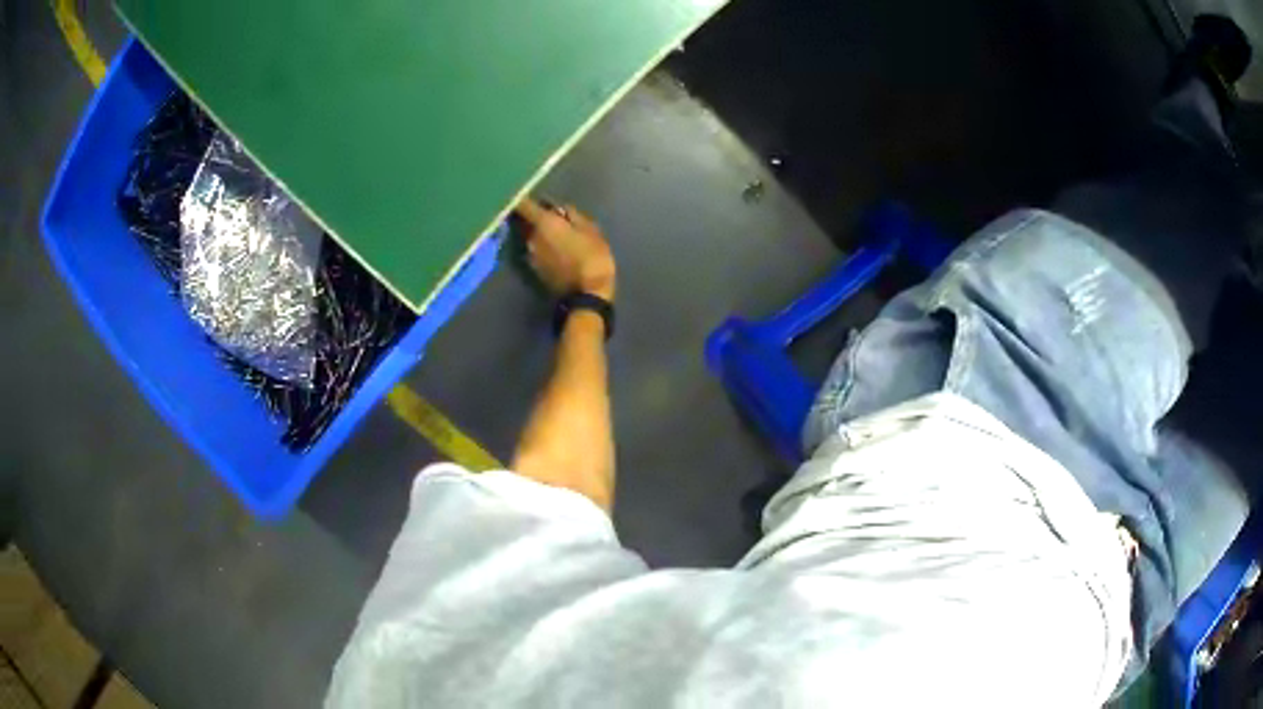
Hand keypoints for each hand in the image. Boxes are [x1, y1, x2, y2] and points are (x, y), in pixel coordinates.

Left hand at [515, 198, 615, 301]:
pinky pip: (536, 250)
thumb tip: (557, 209)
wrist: (587, 295)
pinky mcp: (534, 269)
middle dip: (535, 217)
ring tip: (558, 235)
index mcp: (543, 223)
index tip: (522, 191)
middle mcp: (530, 238)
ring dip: (540, 233)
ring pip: (531, 236)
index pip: (523, 204)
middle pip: (526, 221)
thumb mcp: (590, 229)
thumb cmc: (592, 256)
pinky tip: (557, 251)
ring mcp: (530, 255)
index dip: (520, 196)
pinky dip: (543, 247)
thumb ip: (571, 214)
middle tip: (553, 217)